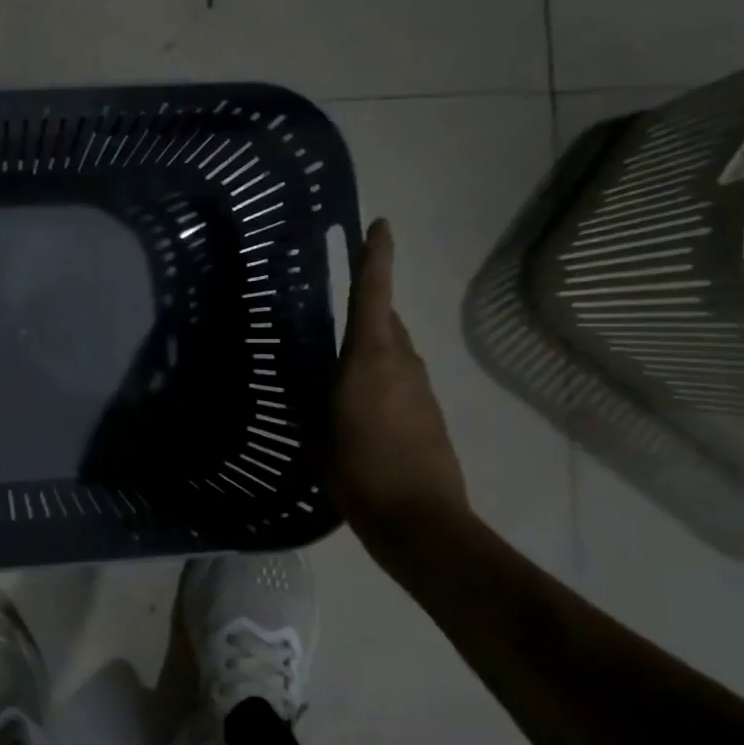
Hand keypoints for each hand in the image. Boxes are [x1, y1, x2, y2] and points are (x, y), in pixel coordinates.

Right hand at [332, 219, 467, 542]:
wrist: (419, 519)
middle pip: (387, 320)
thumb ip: (313, 401)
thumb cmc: (357, 471)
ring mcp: (421, 387)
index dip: (375, 257)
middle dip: (367, 309)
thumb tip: (312, 387)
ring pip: (395, 351)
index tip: (379, 225)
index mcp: (368, 358)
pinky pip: (401, 380)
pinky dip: (381, 380)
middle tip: (333, 317)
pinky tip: (359, 409)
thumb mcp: (315, 434)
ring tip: (339, 373)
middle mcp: (401, 362)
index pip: (373, 293)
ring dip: (372, 350)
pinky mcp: (431, 412)